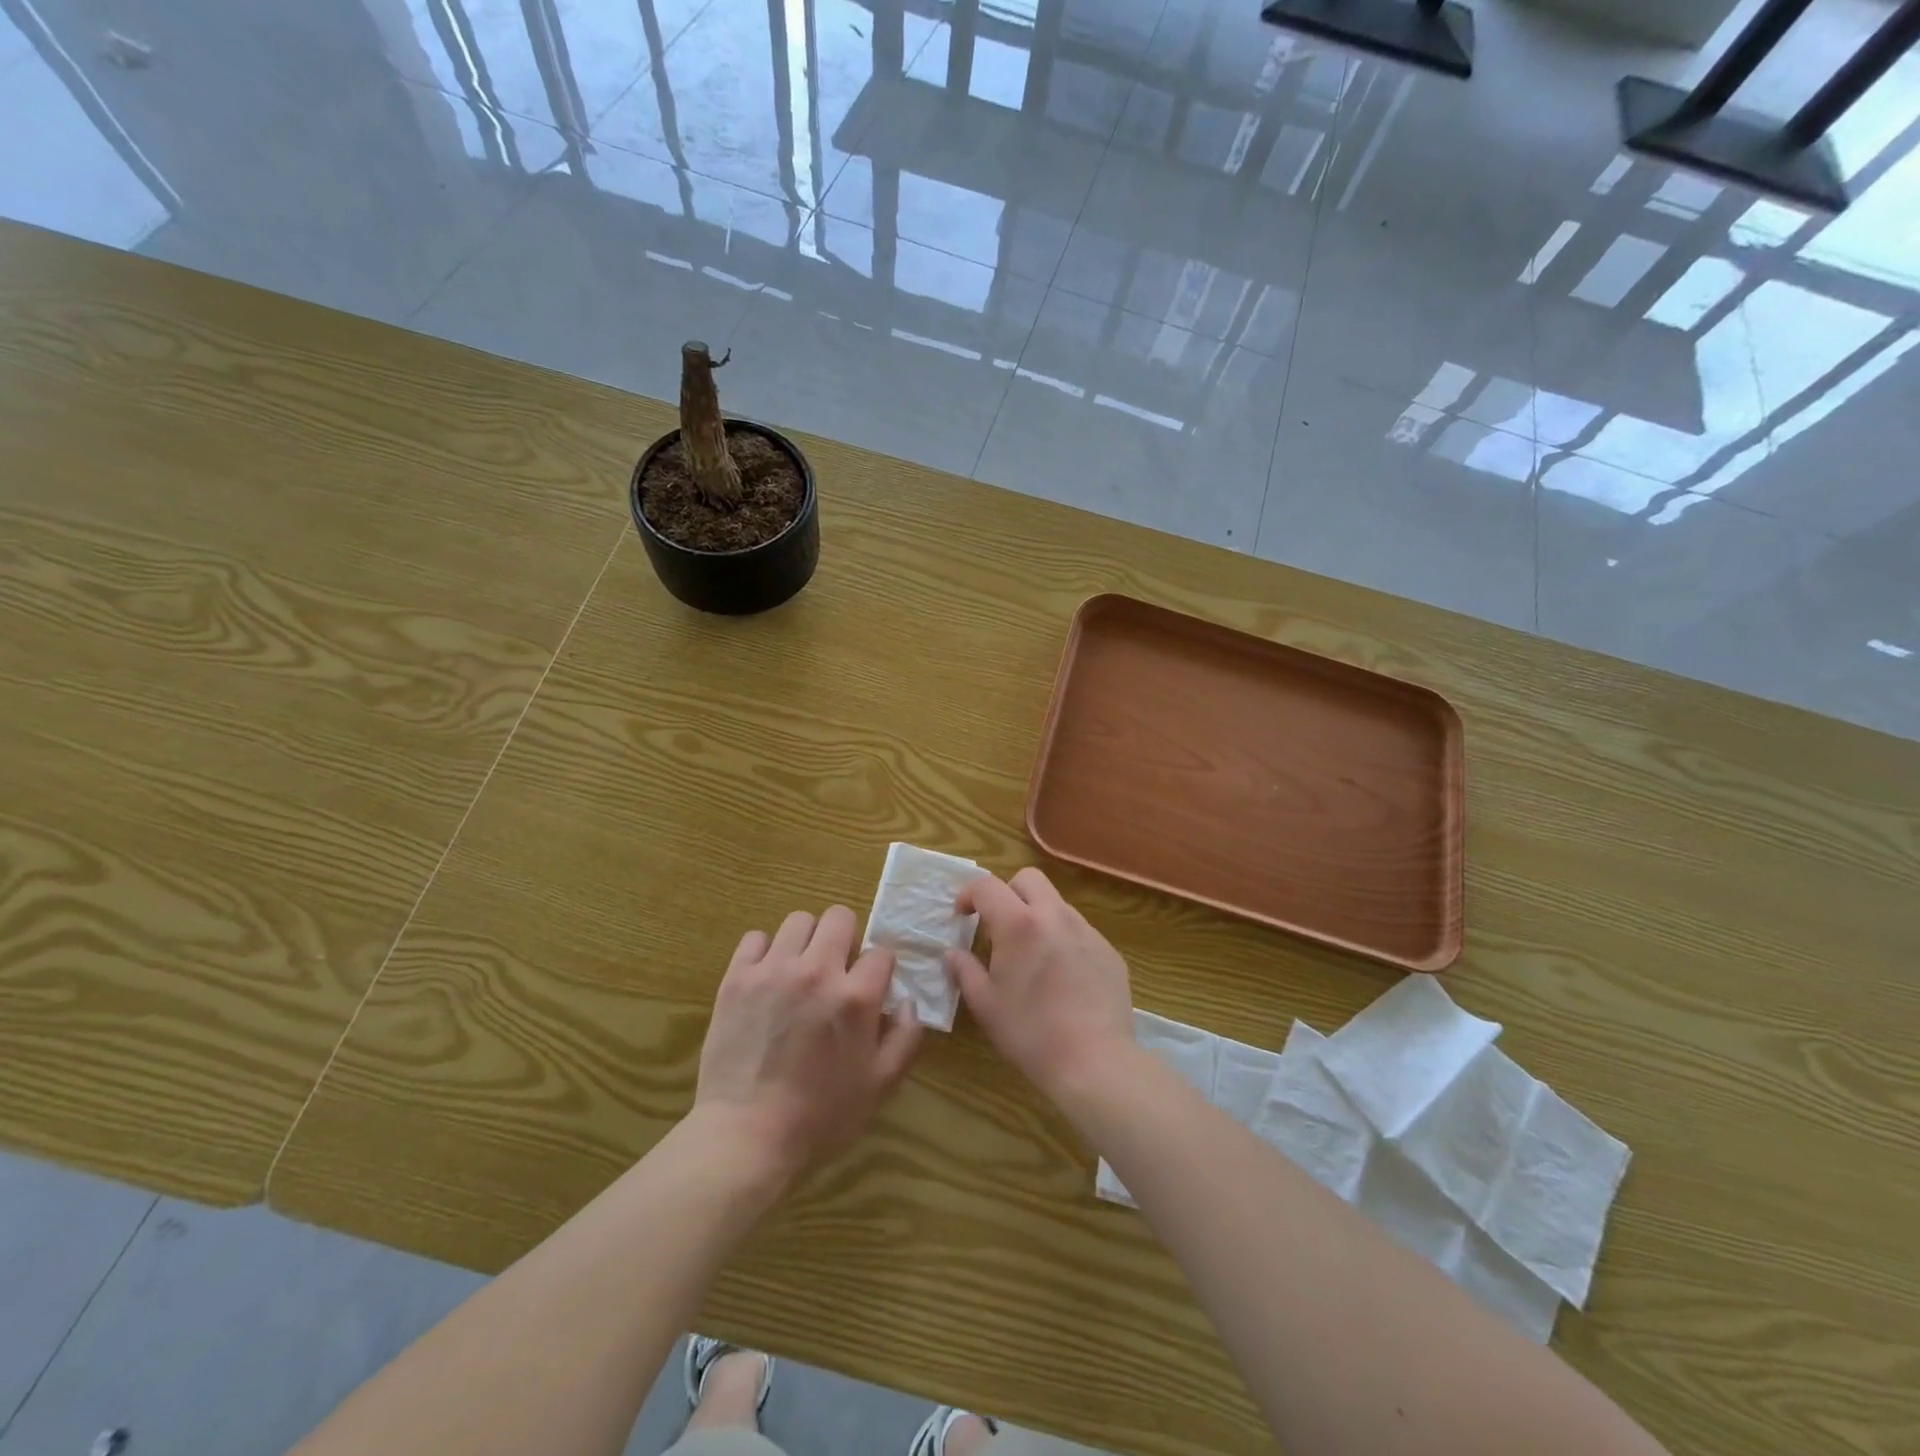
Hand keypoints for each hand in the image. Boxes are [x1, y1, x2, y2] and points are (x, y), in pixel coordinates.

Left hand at [694, 905, 921, 1184]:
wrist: (745, 1136)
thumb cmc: (819, 1118)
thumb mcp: (879, 1087)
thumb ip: (905, 1039)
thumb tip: (909, 1003)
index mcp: (856, 996)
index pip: (880, 952)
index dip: (879, 970)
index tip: (871, 989)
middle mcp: (817, 971)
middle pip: (839, 917)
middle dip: (845, 938)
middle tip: (837, 970)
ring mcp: (773, 970)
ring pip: (798, 920)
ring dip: (806, 940)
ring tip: (801, 970)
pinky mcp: (737, 978)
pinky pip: (755, 938)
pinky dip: (765, 952)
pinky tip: (767, 978)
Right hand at [948, 868, 1133, 1109]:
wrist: (1095, 1061)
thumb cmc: (1030, 1032)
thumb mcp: (986, 1005)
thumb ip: (965, 971)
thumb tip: (953, 954)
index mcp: (1019, 924)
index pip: (987, 886)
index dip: (969, 894)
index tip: (962, 916)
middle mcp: (1055, 916)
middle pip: (1028, 879)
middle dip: (1007, 893)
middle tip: (998, 927)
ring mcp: (1087, 931)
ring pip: (1056, 904)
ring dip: (1037, 917)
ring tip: (1031, 957)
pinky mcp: (1109, 951)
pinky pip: (1079, 932)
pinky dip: (1063, 940)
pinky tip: (1062, 979)